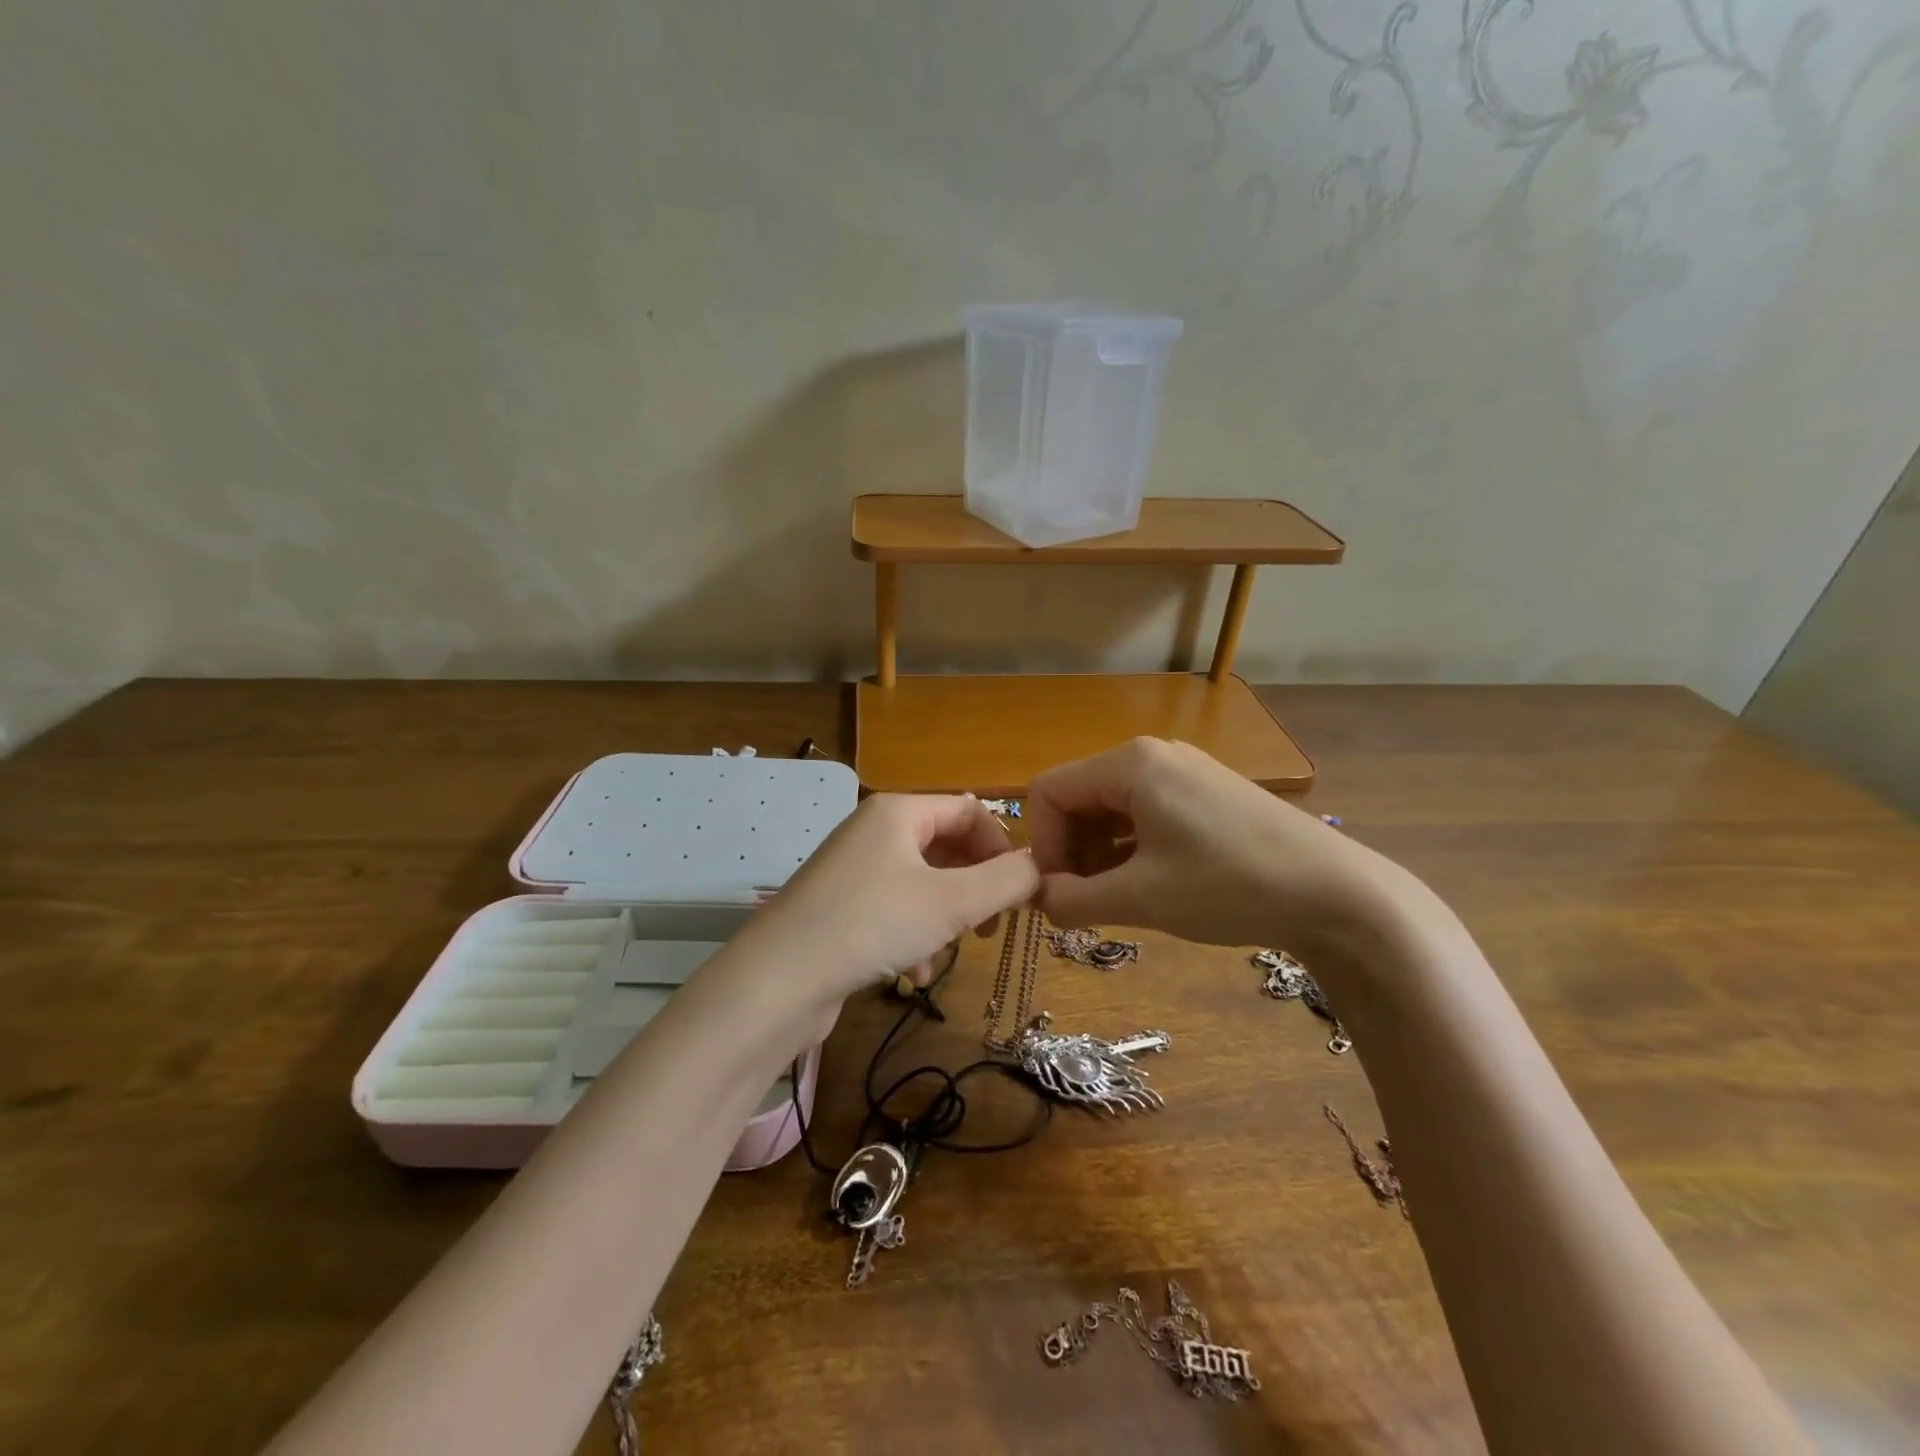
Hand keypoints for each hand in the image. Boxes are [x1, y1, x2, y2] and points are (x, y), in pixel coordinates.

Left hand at [747, 793, 1038, 1008]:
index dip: (1002, 846)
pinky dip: (914, 932)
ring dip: (947, 915)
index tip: (1020, 891)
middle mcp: (874, 830)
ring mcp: (852, 867)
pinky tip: (913, 971)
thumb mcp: (952, 902)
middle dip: (975, 885)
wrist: (777, 980)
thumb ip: (1006, 880)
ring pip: (923, 882)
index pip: (969, 810)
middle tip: (993, 925)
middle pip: (946, 846)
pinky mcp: (839, 904)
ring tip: (952, 950)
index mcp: (899, 811)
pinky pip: (894, 907)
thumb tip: (1041, 867)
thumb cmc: (871, 924)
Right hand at [1027, 738, 1408, 952]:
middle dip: (1071, 851)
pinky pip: (1145, 812)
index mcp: (1129, 764)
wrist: (1338, 893)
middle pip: (1079, 797)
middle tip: (1084, 903)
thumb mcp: (1141, 898)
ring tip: (1117, 899)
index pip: (1049, 792)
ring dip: (1099, 853)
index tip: (1056, 894)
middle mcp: (1152, 755)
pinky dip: (1131, 848)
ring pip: (1112, 807)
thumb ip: (1073, 899)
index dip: (1041, 845)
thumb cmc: (1229, 887)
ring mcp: (1184, 771)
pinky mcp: (1207, 792)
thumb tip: (1038, 899)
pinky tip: (1149, 884)